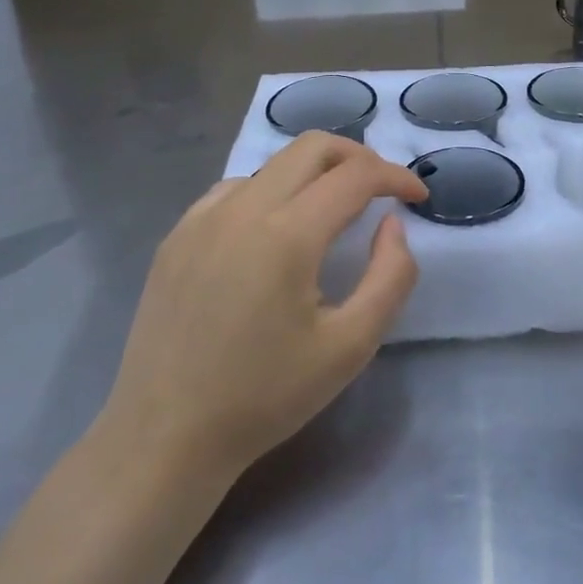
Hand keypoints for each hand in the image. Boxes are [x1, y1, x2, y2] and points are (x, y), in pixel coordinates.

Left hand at [94, 133, 426, 480]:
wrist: (165, 436)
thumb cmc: (265, 396)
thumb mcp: (351, 346)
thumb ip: (390, 277)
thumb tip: (392, 224)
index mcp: (287, 234)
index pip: (355, 175)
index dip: (396, 177)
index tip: (418, 198)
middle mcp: (241, 209)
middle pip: (311, 147)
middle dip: (358, 157)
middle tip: (382, 190)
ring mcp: (201, 218)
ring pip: (272, 165)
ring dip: (313, 174)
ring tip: (332, 213)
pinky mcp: (177, 236)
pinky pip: (234, 190)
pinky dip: (271, 192)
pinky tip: (274, 233)